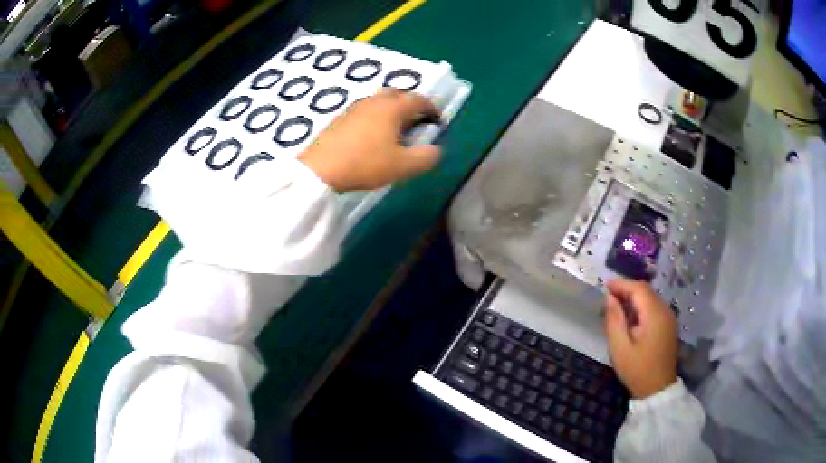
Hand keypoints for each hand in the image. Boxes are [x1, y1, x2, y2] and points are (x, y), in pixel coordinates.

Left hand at [298, 89, 441, 191]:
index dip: (432, 108)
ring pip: (379, 101)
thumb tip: (436, 150)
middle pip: (397, 94)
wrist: (320, 170)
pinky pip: (365, 110)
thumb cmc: (365, 164)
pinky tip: (372, 135)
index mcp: (392, 108)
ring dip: (392, 110)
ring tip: (395, 130)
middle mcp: (374, 101)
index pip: (418, 99)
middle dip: (410, 104)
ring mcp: (355, 108)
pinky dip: (376, 116)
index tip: (438, 120)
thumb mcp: (402, 166)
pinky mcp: (340, 118)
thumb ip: (426, 157)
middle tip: (416, 122)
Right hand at [603, 278, 677, 398]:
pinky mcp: (669, 324)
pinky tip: (631, 316)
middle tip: (608, 295)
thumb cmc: (637, 370)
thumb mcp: (619, 348)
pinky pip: (654, 307)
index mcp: (654, 315)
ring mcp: (669, 317)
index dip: (621, 284)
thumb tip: (610, 298)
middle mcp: (665, 311)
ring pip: (651, 297)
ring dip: (634, 297)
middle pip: (646, 291)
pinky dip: (641, 305)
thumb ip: (614, 320)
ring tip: (617, 305)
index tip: (604, 285)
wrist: (657, 389)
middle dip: (627, 289)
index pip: (639, 289)